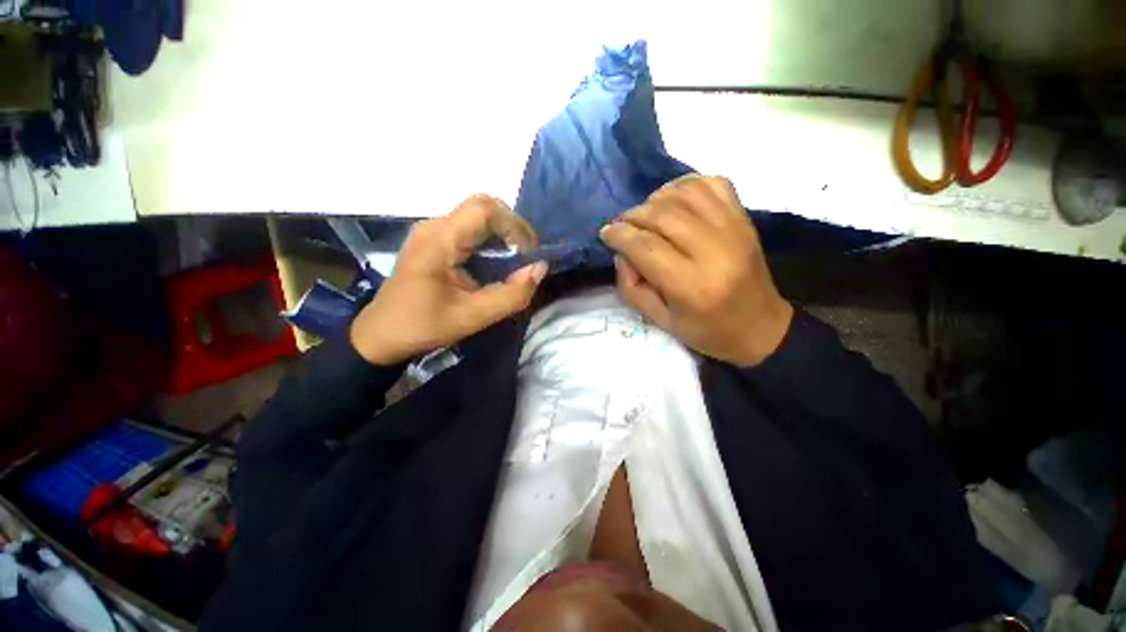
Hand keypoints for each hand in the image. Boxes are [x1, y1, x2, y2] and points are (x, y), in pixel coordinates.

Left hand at [350, 195, 547, 365]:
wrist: (381, 334)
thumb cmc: (423, 326)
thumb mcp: (473, 317)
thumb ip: (511, 295)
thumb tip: (540, 268)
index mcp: (439, 240)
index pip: (484, 209)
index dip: (515, 226)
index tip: (529, 255)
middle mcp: (435, 226)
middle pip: (483, 206)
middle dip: (513, 227)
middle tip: (527, 255)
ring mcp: (433, 230)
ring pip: (478, 214)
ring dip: (504, 232)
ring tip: (517, 259)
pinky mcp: (435, 239)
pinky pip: (470, 227)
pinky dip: (492, 239)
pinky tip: (498, 260)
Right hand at [599, 175, 792, 366]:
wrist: (760, 327)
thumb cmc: (706, 330)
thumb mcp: (659, 321)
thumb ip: (631, 288)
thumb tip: (622, 253)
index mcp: (691, 285)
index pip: (645, 246)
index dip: (619, 235)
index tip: (606, 233)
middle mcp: (714, 251)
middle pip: (662, 214)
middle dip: (632, 216)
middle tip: (622, 226)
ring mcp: (734, 229)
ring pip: (685, 193)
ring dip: (656, 198)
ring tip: (646, 214)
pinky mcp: (744, 219)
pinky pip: (713, 184)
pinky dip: (686, 186)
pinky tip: (675, 201)